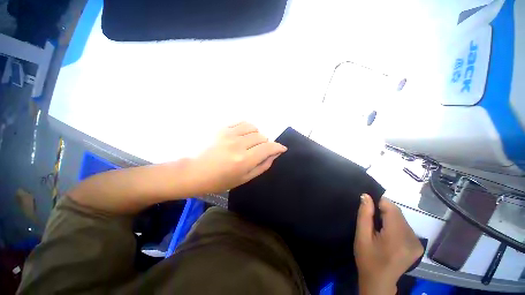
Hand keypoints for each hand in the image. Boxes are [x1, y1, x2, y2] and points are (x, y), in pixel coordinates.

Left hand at [190, 122, 286, 193]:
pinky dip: (247, 127)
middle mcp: (239, 144)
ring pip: (253, 128)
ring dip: (257, 135)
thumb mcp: (243, 179)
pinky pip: (242, 122)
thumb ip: (262, 166)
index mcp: (244, 160)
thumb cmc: (218, 180)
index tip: (281, 148)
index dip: (278, 147)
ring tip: (251, 142)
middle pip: (262, 137)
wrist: (192, 171)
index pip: (269, 147)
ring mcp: (229, 133)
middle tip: (260, 151)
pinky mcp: (222, 128)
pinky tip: (244, 134)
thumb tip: (274, 155)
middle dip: (265, 144)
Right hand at [354, 194, 423, 294]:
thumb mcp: (361, 236)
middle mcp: (412, 238)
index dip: (379, 203)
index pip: (392, 208)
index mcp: (397, 237)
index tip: (368, 206)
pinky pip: (405, 226)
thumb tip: (366, 196)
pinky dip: (395, 224)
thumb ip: (364, 215)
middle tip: (371, 219)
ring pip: (401, 218)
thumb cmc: (367, 258)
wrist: (379, 281)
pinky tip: (387, 233)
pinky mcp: (418, 246)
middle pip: (397, 213)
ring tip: (378, 227)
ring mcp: (417, 242)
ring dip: (389, 217)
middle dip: (383, 210)